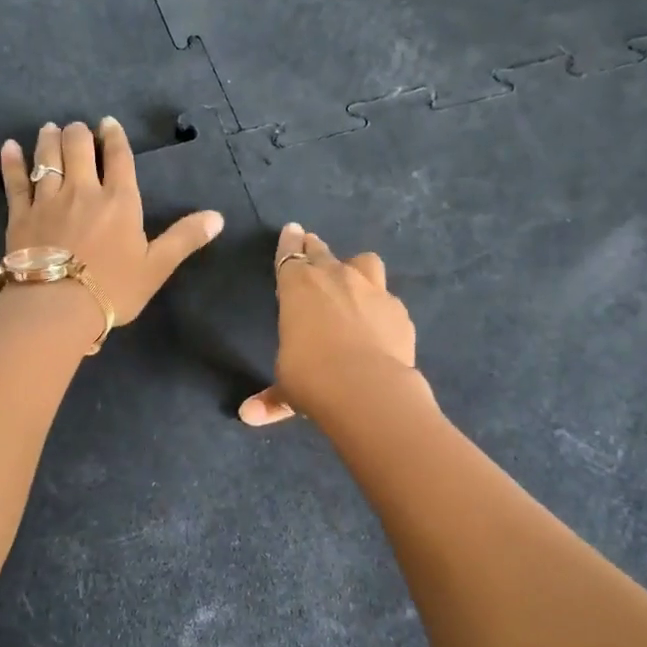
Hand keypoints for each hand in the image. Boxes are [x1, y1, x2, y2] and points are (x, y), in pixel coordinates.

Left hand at [0, 119, 223, 336]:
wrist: (58, 307)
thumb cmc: (113, 289)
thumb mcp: (157, 267)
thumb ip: (184, 238)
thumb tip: (218, 217)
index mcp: (120, 201)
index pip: (119, 158)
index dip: (115, 137)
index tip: (109, 123)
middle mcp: (83, 190)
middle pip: (78, 147)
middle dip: (79, 133)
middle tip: (78, 130)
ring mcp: (48, 200)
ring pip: (47, 157)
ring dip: (50, 139)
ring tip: (51, 129)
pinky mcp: (20, 215)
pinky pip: (14, 181)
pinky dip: (11, 161)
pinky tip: (9, 146)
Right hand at [239, 223, 419, 426]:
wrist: (367, 388)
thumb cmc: (311, 379)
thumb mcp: (287, 389)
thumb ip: (271, 398)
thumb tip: (248, 416)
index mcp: (298, 287)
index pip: (290, 254)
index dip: (289, 242)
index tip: (292, 230)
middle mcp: (335, 278)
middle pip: (322, 252)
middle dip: (315, 248)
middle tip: (311, 246)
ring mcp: (372, 290)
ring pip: (364, 262)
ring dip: (355, 267)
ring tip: (353, 278)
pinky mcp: (399, 311)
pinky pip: (387, 298)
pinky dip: (380, 306)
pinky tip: (379, 322)